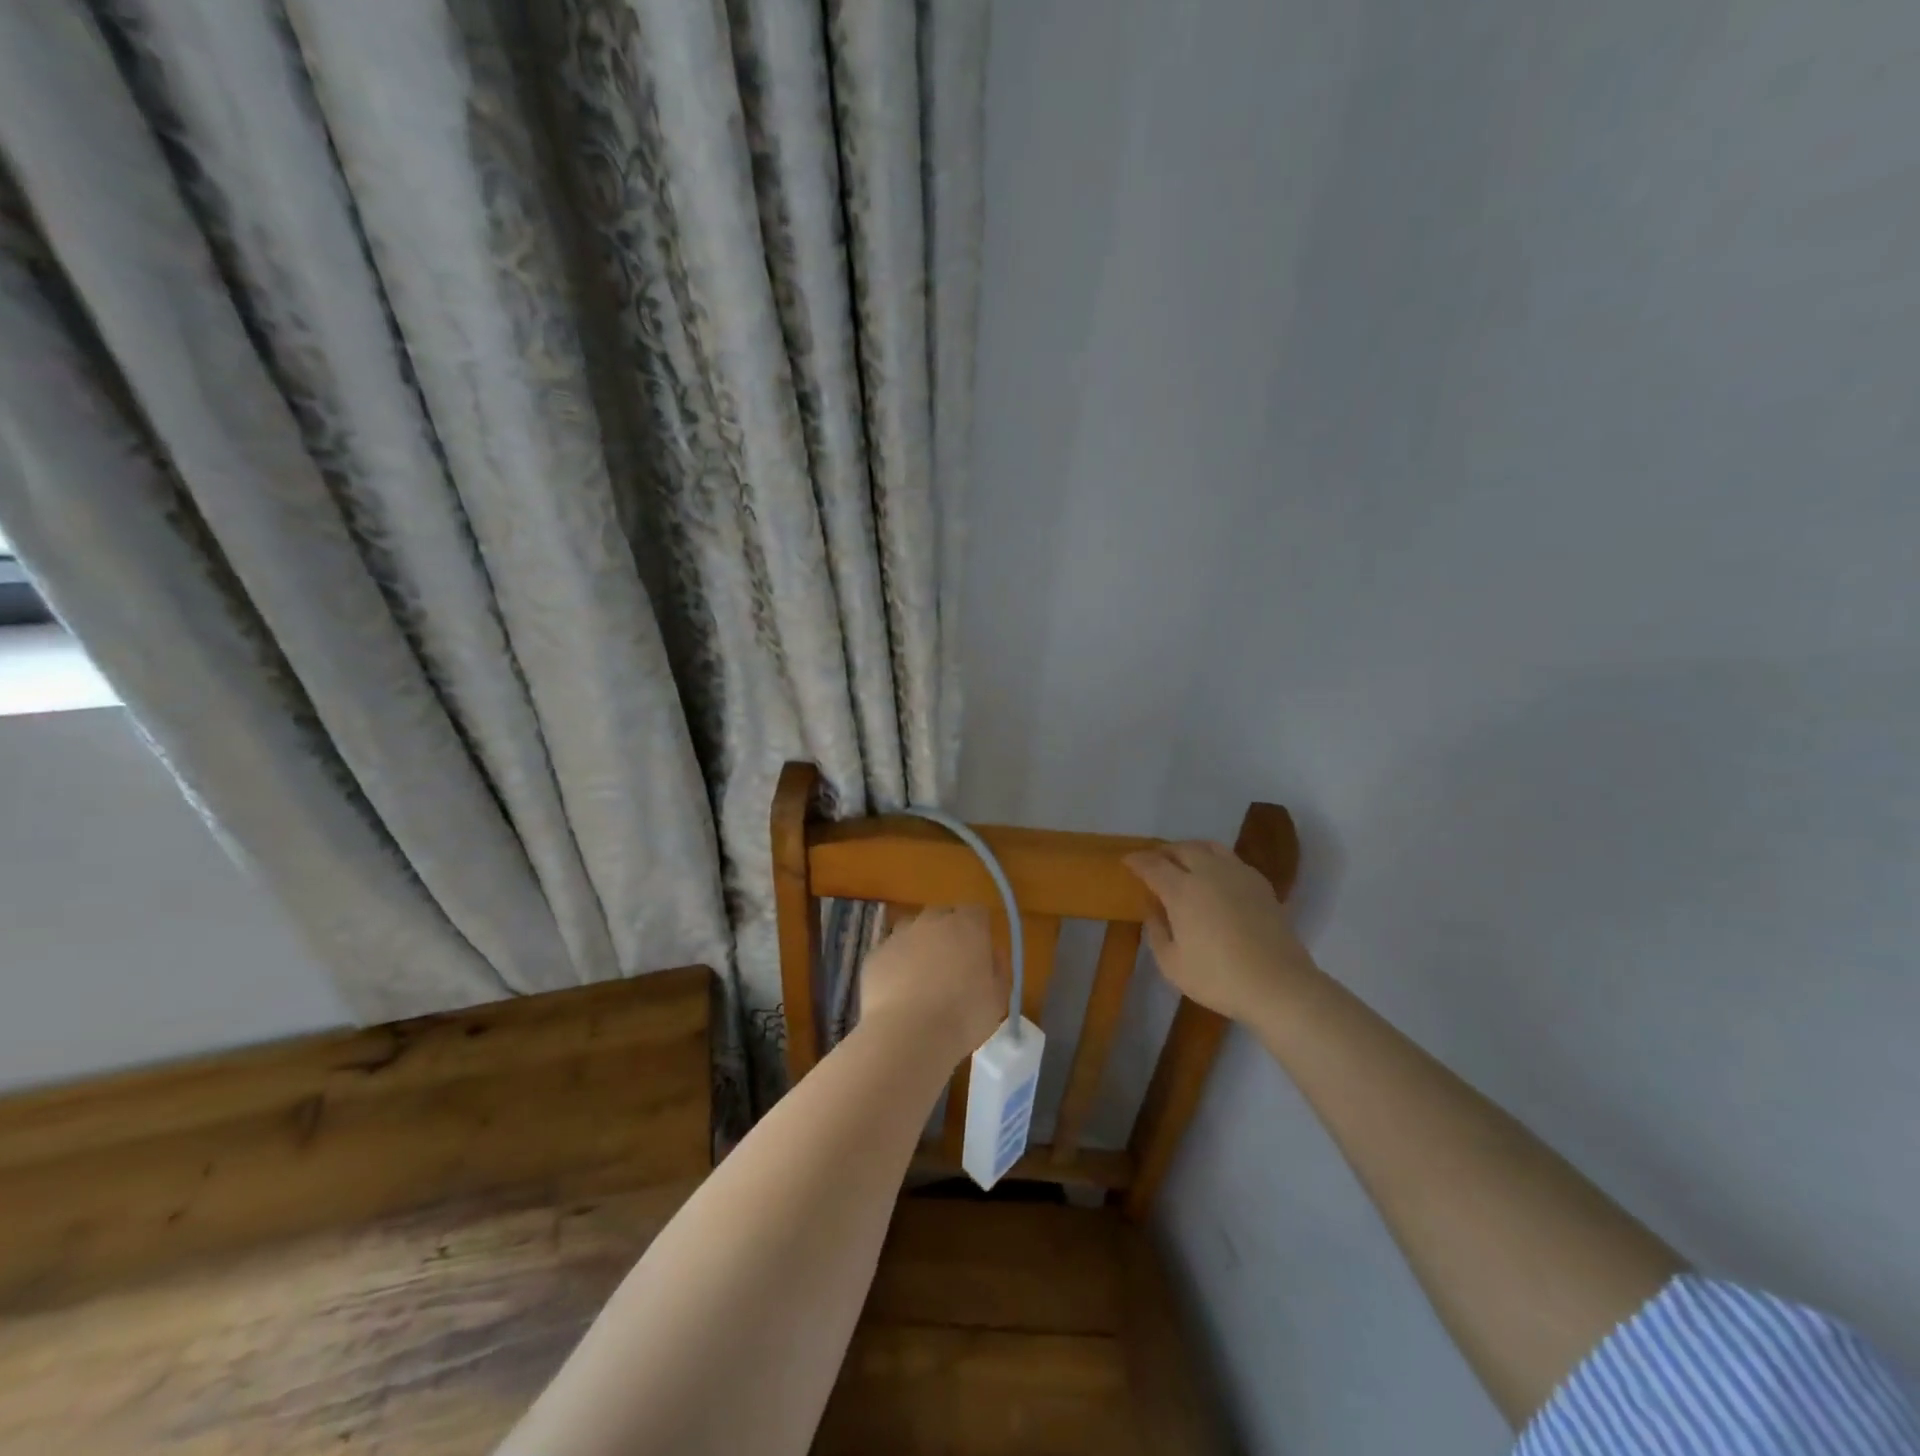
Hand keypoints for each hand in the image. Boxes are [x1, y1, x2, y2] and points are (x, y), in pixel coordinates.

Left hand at [858, 905, 1007, 1066]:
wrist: (908, 1035)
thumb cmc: (963, 1017)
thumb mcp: (998, 998)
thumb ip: (998, 968)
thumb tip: (992, 954)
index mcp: (967, 926)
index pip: (976, 912)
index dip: (978, 930)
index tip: (979, 952)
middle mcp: (932, 921)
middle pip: (942, 916)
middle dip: (947, 934)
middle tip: (951, 966)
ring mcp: (899, 936)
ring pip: (912, 931)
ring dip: (918, 947)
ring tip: (922, 980)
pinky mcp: (875, 955)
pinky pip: (890, 954)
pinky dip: (895, 966)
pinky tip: (898, 994)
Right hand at [1124, 841, 1318, 1024]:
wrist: (1278, 985)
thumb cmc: (1218, 978)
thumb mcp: (1172, 964)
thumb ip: (1156, 931)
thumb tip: (1152, 908)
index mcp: (1182, 890)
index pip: (1153, 865)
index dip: (1137, 861)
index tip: (1127, 862)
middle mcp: (1208, 873)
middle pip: (1181, 849)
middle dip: (1163, 852)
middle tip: (1154, 861)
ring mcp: (1238, 874)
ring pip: (1209, 847)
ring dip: (1190, 849)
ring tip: (1183, 861)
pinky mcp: (1260, 884)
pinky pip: (1231, 859)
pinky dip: (1215, 860)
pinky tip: (1215, 876)